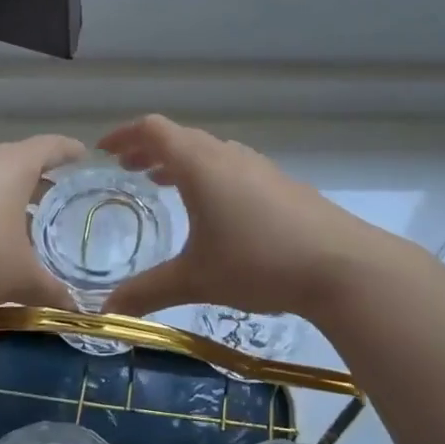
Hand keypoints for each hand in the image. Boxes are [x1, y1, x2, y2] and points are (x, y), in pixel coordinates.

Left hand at [0, 134, 86, 320]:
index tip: (82, 155)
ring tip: (17, 225)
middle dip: (36, 178)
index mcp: (13, 167)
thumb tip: (75, 309)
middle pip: (15, 160)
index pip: (49, 147)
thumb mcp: (18, 280)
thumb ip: (49, 290)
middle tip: (53, 199)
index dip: (68, 150)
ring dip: (3, 198)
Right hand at [98, 115, 398, 320]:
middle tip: (128, 169)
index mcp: (200, 165)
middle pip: (180, 137)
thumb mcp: (196, 279)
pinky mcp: (282, 183)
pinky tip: (215, 208)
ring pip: (210, 151)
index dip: (124, 135)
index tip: (103, 150)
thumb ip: (148, 292)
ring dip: (181, 161)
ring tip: (164, 184)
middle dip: (149, 149)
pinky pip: (233, 165)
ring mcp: (259, 166)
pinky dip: (209, 173)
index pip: (154, 130)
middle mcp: (228, 155)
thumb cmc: (258, 263)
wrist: (341, 265)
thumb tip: (105, 313)